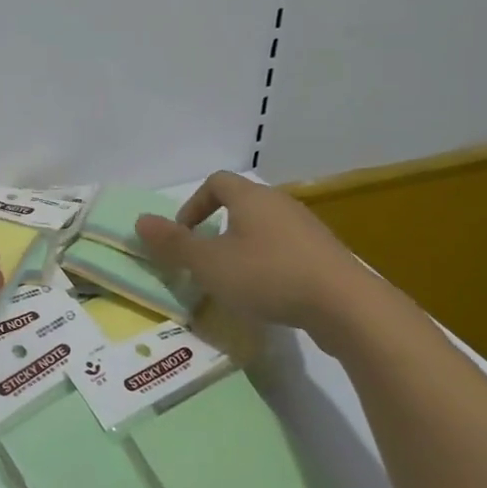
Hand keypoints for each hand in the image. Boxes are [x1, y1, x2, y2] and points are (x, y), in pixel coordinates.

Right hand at [134, 172, 379, 352]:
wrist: (346, 305)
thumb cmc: (268, 276)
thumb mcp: (210, 264)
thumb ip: (174, 244)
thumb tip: (140, 221)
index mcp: (251, 197)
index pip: (215, 182)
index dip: (194, 205)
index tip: (185, 235)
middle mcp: (280, 204)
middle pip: (242, 204)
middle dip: (218, 228)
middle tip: (207, 260)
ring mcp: (307, 229)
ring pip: (266, 228)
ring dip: (245, 248)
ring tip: (236, 280)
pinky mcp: (326, 255)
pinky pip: (288, 250)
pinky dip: (271, 264)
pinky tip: (270, 294)